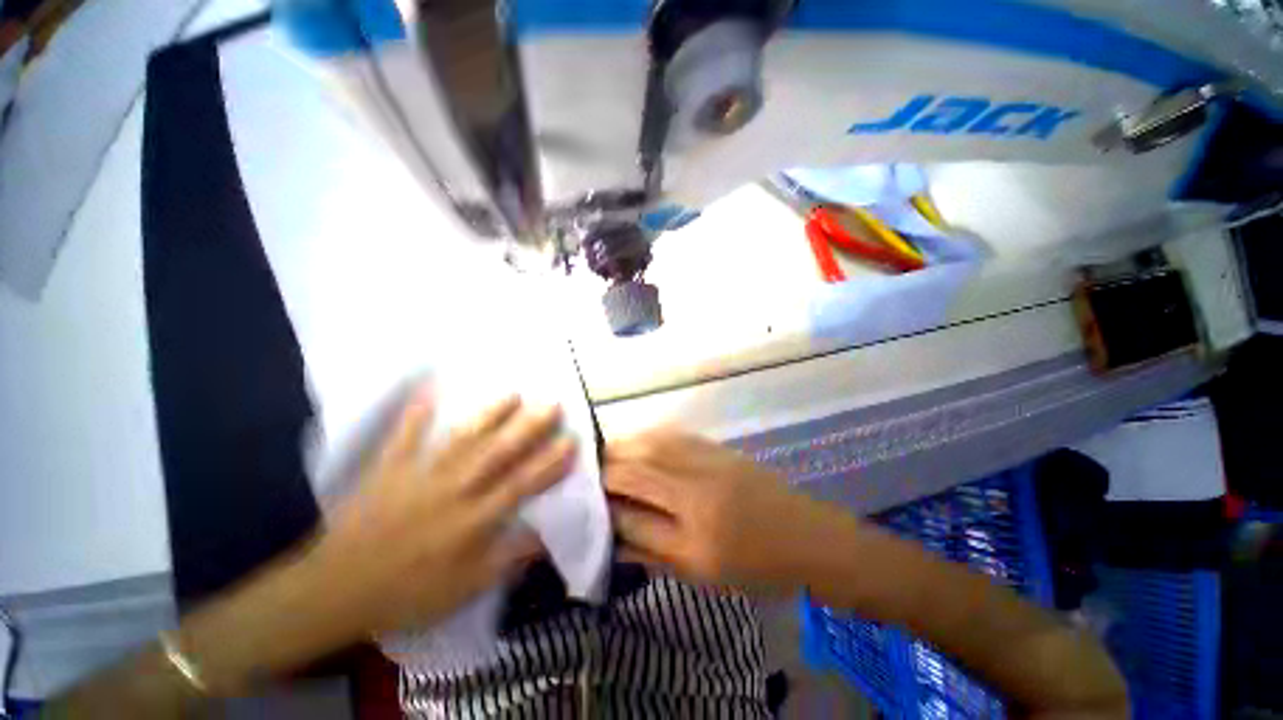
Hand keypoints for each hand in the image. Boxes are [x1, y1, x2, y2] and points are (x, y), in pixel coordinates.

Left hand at [309, 388, 575, 635]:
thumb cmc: (407, 594)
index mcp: (473, 520)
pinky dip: (415, 411)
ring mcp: (420, 475)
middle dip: (529, 428)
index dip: (549, 462)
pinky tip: (429, 386)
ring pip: (463, 440)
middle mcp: (453, 490)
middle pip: (498, 454)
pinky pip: (404, 436)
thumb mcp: (466, 589)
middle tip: (553, 405)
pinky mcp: (389, 469)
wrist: (334, 592)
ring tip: (513, 394)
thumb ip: (508, 560)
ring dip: (489, 415)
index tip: (572, 441)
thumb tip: (547, 536)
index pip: (521, 484)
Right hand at [606, 429, 852, 593]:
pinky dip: (646, 438)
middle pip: (635, 466)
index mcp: (695, 527)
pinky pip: (671, 435)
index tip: (585, 504)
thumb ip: (650, 549)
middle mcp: (696, 483)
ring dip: (622, 447)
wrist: (808, 536)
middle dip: (605, 469)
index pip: (631, 509)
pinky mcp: (716, 446)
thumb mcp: (700, 572)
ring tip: (605, 457)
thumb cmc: (758, 566)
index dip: (603, 505)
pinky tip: (636, 445)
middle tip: (588, 477)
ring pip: (650, 443)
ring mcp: (708, 458)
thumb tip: (610, 533)